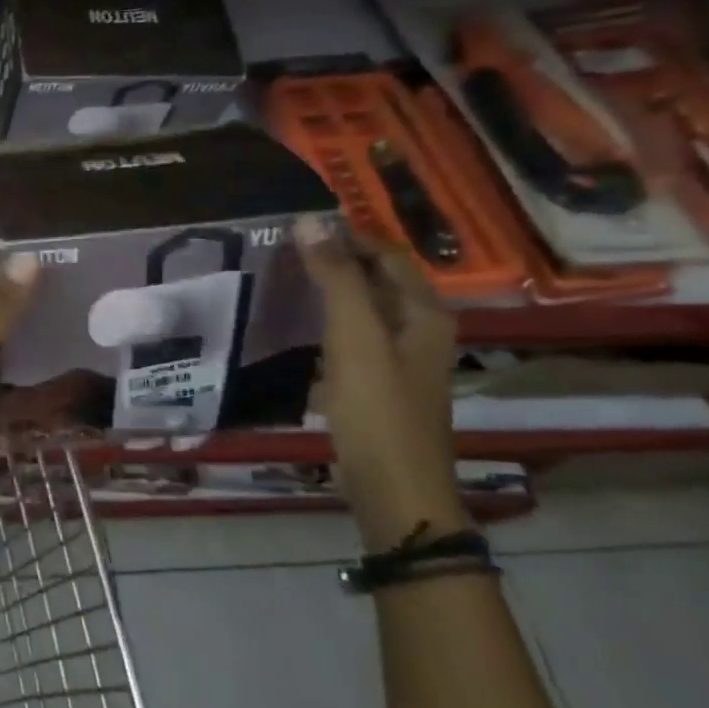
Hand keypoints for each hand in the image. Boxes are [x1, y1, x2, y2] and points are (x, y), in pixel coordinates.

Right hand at [295, 217, 468, 549]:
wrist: (394, 486)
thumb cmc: (377, 406)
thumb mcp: (355, 336)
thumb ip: (335, 277)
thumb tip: (309, 221)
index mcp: (424, 313)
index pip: (387, 254)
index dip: (348, 234)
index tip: (298, 225)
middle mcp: (420, 329)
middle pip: (379, 279)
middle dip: (337, 258)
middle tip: (284, 248)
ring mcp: (401, 358)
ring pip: (365, 307)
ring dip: (331, 288)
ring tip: (285, 277)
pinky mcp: (379, 382)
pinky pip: (354, 335)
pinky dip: (328, 319)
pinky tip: (299, 324)